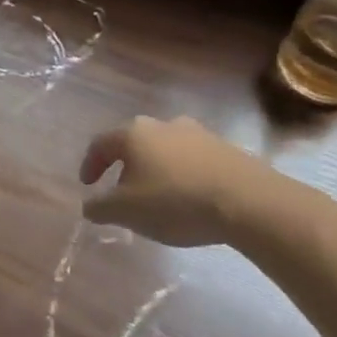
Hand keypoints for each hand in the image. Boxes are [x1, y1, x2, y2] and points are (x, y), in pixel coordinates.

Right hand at [78, 116, 288, 248]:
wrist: (248, 202)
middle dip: (124, 165)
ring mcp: (196, 133)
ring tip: (158, 194)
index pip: (101, 144)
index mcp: (133, 134)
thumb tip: (88, 206)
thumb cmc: (175, 202)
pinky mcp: (224, 147)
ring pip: (165, 148)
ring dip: (156, 168)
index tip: (88, 185)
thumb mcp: (127, 212)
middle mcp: (161, 125)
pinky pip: (192, 159)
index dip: (90, 164)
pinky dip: (183, 174)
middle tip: (122, 189)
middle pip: (134, 142)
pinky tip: (189, 196)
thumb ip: (101, 208)